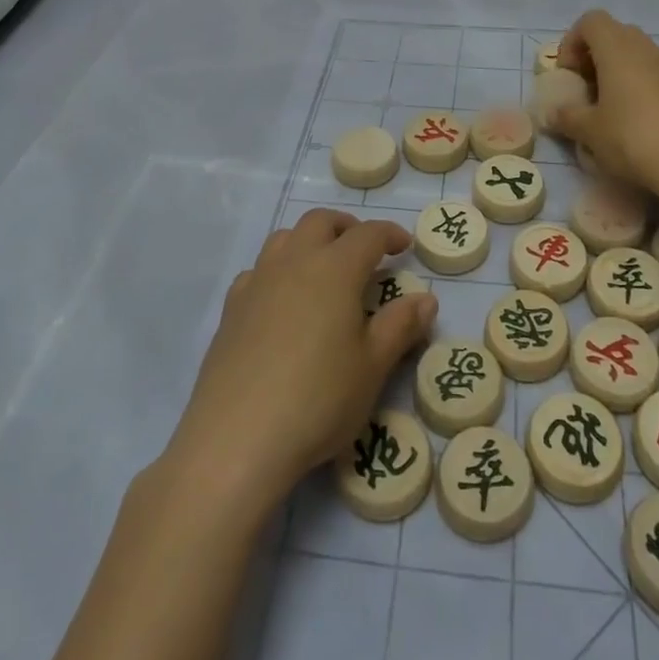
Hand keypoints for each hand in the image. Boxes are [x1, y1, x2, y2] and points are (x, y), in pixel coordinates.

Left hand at [166, 208, 436, 510]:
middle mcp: (295, 262)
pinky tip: (282, 301)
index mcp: (335, 269)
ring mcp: (258, 282)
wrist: (237, 438)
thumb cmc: (319, 399)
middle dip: (347, 227)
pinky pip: (258, 270)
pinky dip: (278, 271)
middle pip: (320, 221)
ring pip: (285, 238)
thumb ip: (401, 327)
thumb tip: (427, 299)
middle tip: (364, 251)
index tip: (404, 245)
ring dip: (309, 241)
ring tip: (324, 269)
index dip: (389, 234)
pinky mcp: (232, 308)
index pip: (368, 234)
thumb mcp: (372, 367)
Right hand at [552, 9, 658, 191]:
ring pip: (644, 56)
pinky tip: (653, 116)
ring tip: (618, 107)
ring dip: (627, 72)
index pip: (591, 21)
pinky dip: (656, 88)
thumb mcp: (588, 132)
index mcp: (617, 48)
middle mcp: (648, 49)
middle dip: (598, 56)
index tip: (568, 74)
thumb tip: (553, 113)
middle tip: (588, 89)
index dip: (573, 42)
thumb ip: (567, 117)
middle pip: (617, 35)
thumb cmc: (632, 138)